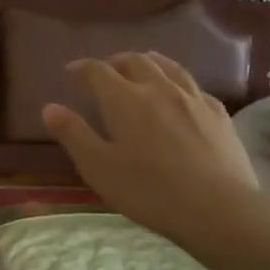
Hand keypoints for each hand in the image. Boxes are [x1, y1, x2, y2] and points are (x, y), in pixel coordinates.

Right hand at [43, 52, 269, 265]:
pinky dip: (179, 83)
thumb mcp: (98, 167)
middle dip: (116, 61)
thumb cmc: (148, 190)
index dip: (82, 67)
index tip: (71, 71)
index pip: (98, 71)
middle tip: (106, 70)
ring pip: (169, 67)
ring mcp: (193, 99)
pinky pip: (195, 87)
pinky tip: (181, 94)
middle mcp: (158, 88)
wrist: (218, 209)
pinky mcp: (219, 114)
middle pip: (135, 61)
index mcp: (124, 99)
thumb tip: (50, 107)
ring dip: (150, 62)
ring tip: (142, 65)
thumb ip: (73, 134)